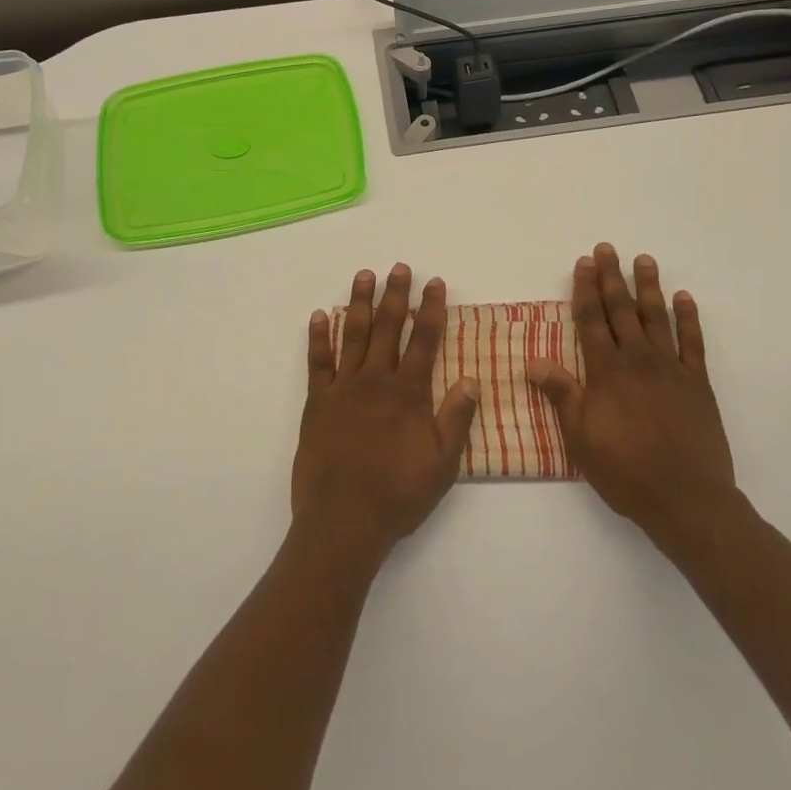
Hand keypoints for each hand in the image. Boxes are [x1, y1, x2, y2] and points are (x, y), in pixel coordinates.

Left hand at [293, 265, 481, 565]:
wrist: (343, 522)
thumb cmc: (398, 496)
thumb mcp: (442, 465)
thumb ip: (456, 419)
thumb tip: (473, 380)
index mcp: (409, 393)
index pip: (424, 340)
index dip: (431, 309)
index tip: (434, 283)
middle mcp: (377, 381)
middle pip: (388, 327)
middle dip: (395, 294)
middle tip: (398, 267)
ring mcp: (344, 388)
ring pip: (353, 334)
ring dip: (359, 302)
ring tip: (364, 275)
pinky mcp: (318, 402)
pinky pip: (318, 362)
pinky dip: (319, 336)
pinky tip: (319, 315)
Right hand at [528, 244, 744, 554]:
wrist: (686, 499)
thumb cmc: (625, 470)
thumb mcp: (580, 437)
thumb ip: (561, 394)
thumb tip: (532, 361)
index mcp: (606, 371)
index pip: (591, 320)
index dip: (585, 289)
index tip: (584, 263)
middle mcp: (637, 360)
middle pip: (622, 309)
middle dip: (612, 277)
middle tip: (607, 248)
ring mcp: (670, 369)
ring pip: (657, 317)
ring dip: (649, 286)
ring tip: (644, 259)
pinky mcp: (697, 383)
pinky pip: (693, 343)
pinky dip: (689, 318)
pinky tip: (684, 298)